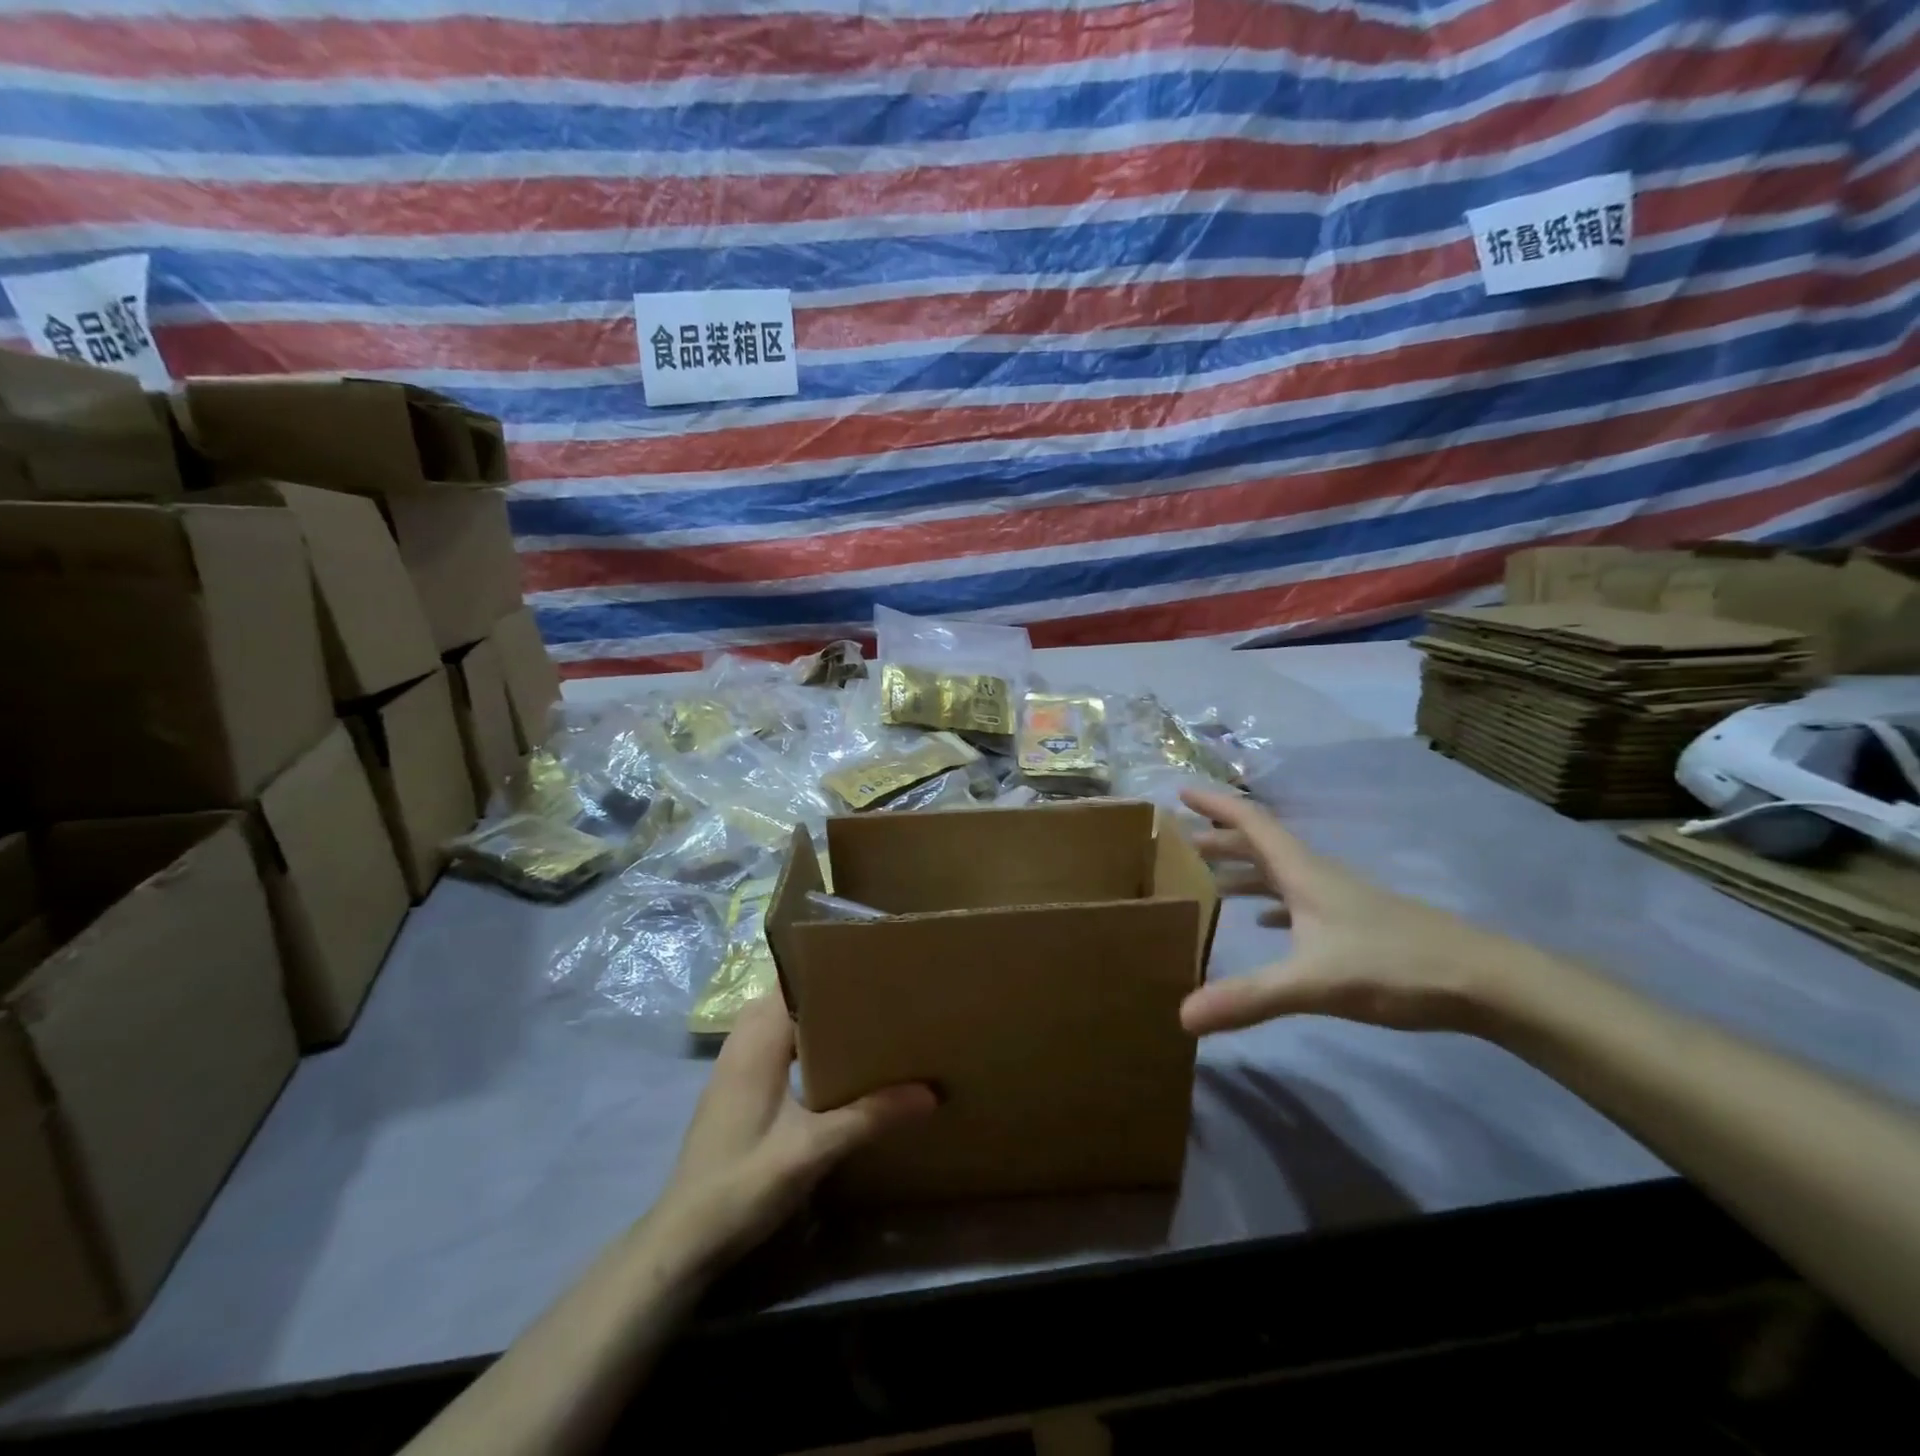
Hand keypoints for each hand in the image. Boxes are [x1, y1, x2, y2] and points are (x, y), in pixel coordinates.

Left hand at [650, 995, 935, 1272]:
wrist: (684, 1239)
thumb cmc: (744, 1184)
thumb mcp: (814, 1150)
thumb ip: (869, 1116)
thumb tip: (929, 1092)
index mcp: (756, 1042)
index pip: (792, 982)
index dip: (828, 968)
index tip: (871, 964)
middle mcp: (741, 1043)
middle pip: (785, 996)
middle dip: (826, 990)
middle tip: (874, 989)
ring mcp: (732, 1066)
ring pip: (775, 1019)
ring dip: (811, 1015)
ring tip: (859, 1017)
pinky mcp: (733, 1088)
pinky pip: (769, 1041)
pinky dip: (797, 1037)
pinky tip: (828, 1061)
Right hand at [1179, 787, 1543, 1036]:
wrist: (1483, 982)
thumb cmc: (1392, 964)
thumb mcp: (1312, 982)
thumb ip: (1248, 997)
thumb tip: (1181, 1016)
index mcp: (1302, 872)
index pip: (1251, 823)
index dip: (1215, 804)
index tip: (1180, 790)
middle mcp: (1317, 876)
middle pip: (1260, 845)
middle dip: (1219, 839)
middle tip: (1180, 841)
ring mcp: (1339, 900)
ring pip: (1279, 873)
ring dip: (1242, 870)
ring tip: (1208, 879)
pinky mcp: (1356, 925)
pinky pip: (1298, 901)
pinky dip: (1270, 903)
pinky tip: (1261, 922)